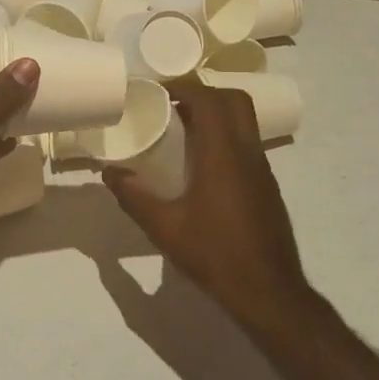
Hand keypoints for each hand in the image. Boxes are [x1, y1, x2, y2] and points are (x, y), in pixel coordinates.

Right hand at [103, 77, 312, 326]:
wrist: (268, 292)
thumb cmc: (215, 254)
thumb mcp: (164, 227)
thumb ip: (134, 197)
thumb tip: (109, 173)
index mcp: (223, 155)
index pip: (209, 100)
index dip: (184, 87)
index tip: (158, 90)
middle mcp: (248, 153)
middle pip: (234, 101)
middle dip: (204, 94)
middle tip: (172, 105)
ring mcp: (263, 169)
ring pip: (244, 122)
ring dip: (216, 115)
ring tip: (182, 131)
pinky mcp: (267, 186)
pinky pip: (247, 144)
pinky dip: (225, 138)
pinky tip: (202, 165)